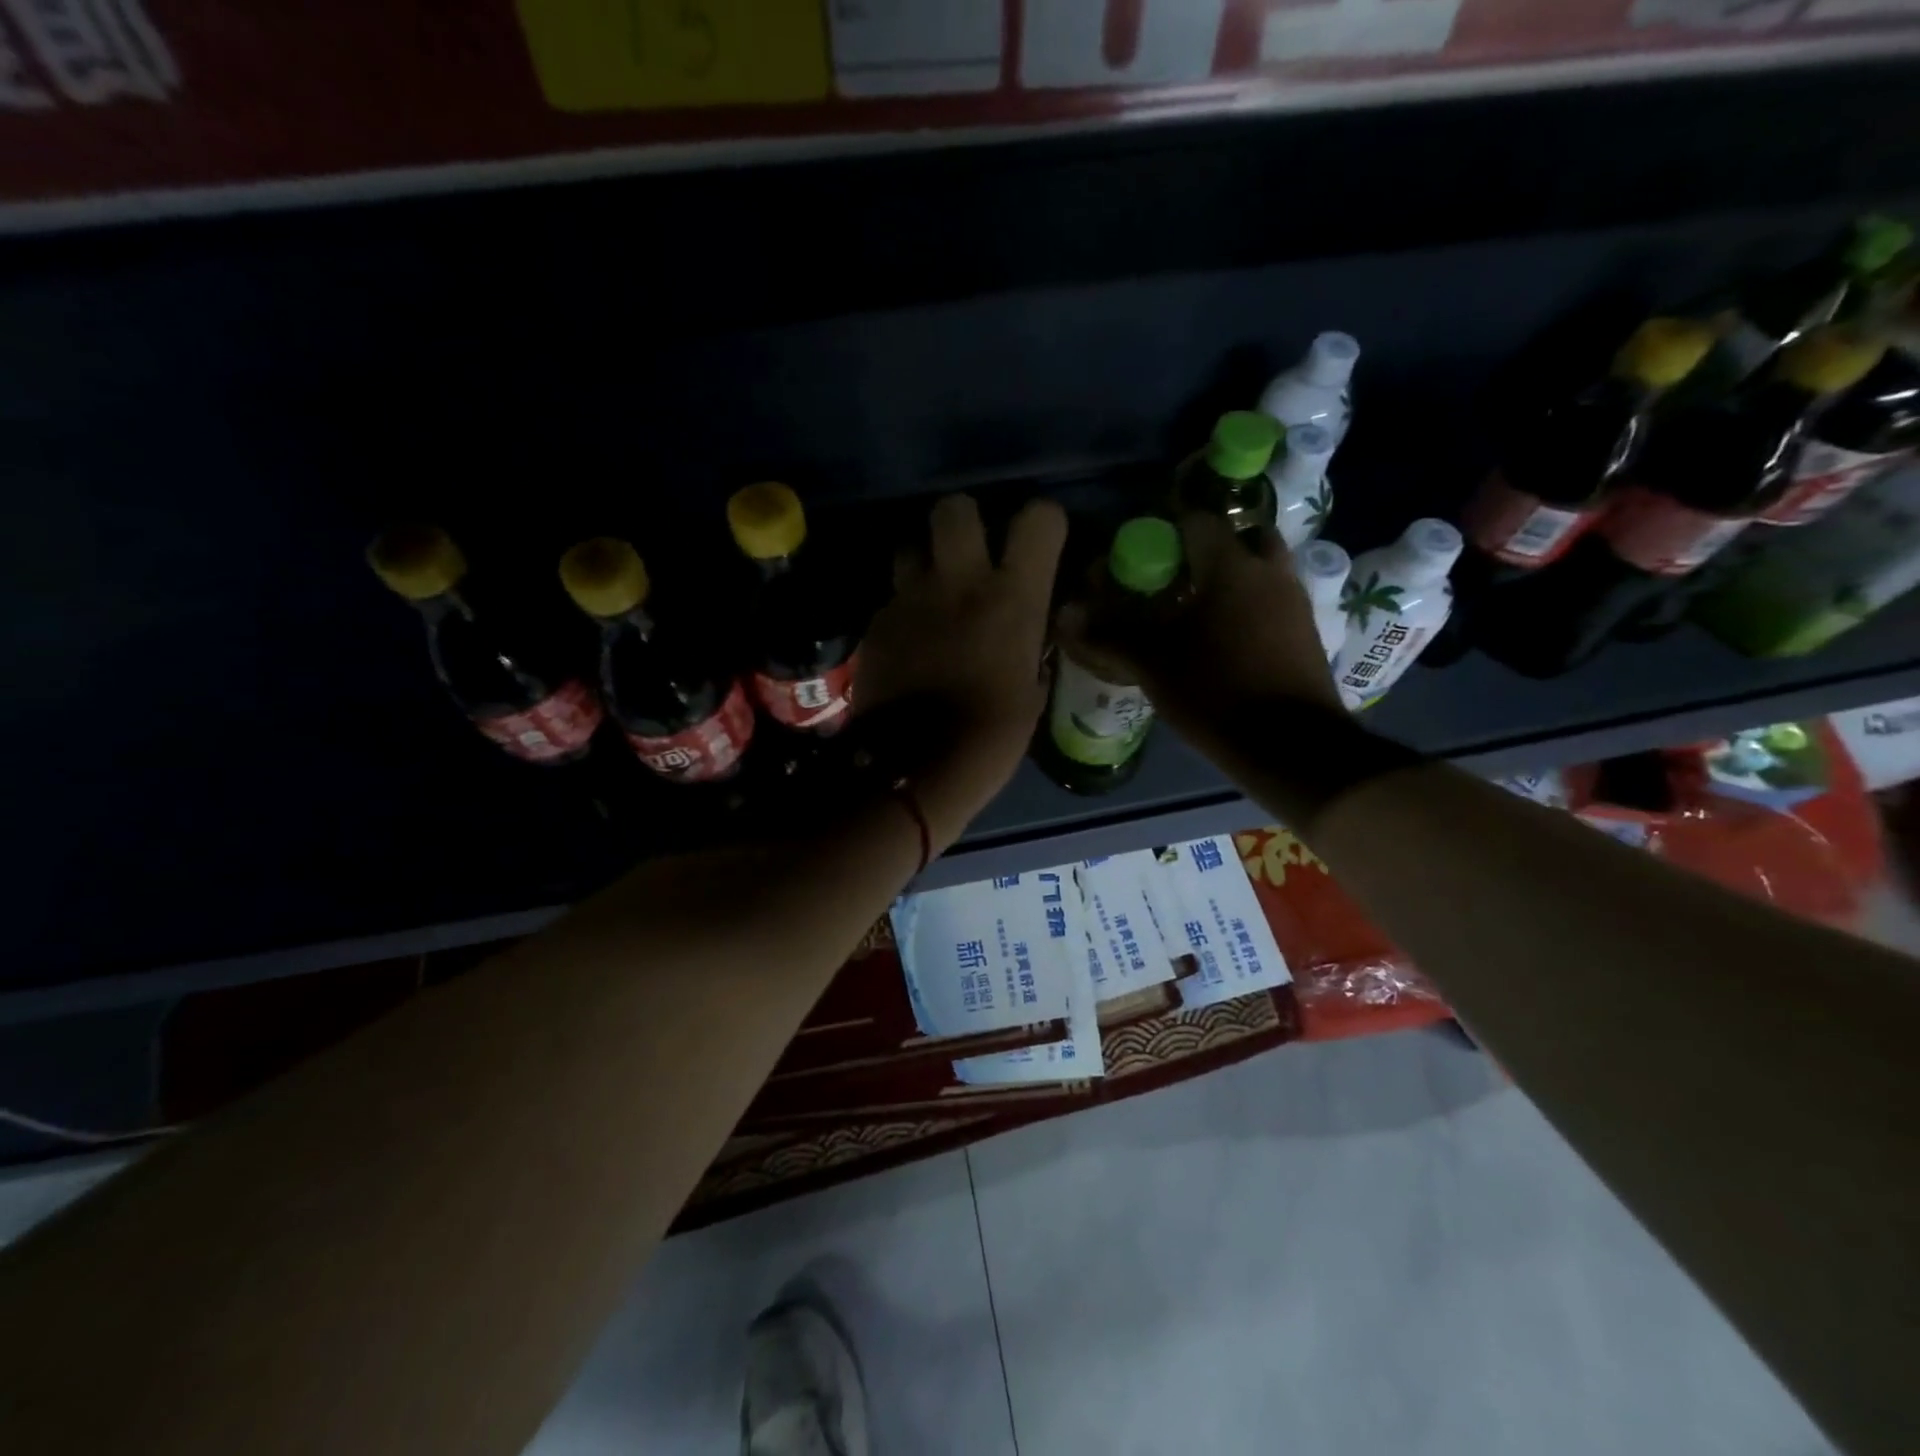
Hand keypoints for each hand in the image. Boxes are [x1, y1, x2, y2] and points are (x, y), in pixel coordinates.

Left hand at [856, 494, 1067, 847]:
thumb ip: (1030, 645)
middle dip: (964, 521)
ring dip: (924, 562)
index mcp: (1013, 598)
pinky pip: (891, 598)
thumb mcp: (1031, 691)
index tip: (1038, 545)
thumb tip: (1029, 633)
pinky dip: (902, 610)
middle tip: (970, 553)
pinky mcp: (875, 624)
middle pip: (954, 507)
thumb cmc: (991, 738)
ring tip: (933, 596)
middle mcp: (959, 582)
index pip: (1038, 519)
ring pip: (910, 545)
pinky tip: (908, 642)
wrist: (916, 769)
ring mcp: (909, 599)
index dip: (1041, 524)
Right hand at [1059, 512, 1342, 735]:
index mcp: (1231, 566)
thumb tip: (1066, 614)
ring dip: (1230, 577)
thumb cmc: (1216, 693)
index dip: (1164, 529)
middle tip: (1173, 576)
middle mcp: (1268, 572)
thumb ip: (1109, 634)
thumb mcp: (1153, 665)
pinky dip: (1247, 604)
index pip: (1195, 520)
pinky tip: (1222, 637)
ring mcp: (1294, 601)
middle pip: (1238, 538)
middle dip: (1205, 550)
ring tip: (1195, 608)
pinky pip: (1271, 599)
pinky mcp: (1305, 632)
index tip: (1140, 552)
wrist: (1292, 747)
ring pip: (1260, 569)